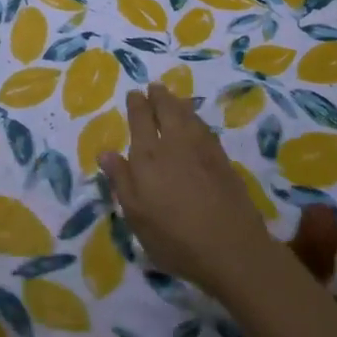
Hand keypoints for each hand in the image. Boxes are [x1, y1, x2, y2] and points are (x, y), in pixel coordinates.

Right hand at [100, 84, 276, 303]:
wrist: (231, 249)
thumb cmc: (174, 238)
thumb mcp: (137, 216)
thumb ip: (121, 180)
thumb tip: (104, 151)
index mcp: (148, 156)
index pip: (140, 119)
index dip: (137, 104)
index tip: (135, 93)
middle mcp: (175, 143)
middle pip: (167, 109)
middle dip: (159, 96)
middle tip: (155, 87)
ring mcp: (202, 149)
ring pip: (188, 115)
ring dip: (178, 103)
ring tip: (173, 97)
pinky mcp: (223, 159)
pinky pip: (205, 128)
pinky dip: (196, 119)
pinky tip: (196, 123)